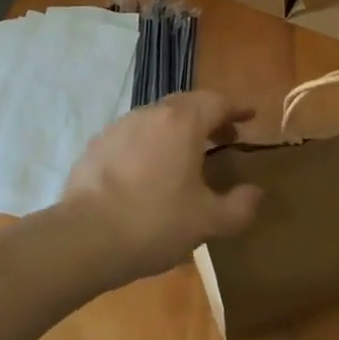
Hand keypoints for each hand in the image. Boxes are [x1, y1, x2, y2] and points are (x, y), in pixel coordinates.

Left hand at [61, 90, 262, 283]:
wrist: (83, 238)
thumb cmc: (154, 222)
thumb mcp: (206, 222)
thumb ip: (238, 207)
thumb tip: (255, 193)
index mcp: (183, 122)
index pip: (217, 101)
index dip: (237, 108)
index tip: (250, 116)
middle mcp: (152, 113)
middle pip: (188, 104)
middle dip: (209, 117)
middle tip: (224, 137)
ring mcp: (120, 126)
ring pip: (158, 118)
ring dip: (177, 130)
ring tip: (187, 157)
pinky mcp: (97, 145)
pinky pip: (133, 136)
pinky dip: (150, 145)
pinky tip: (148, 172)